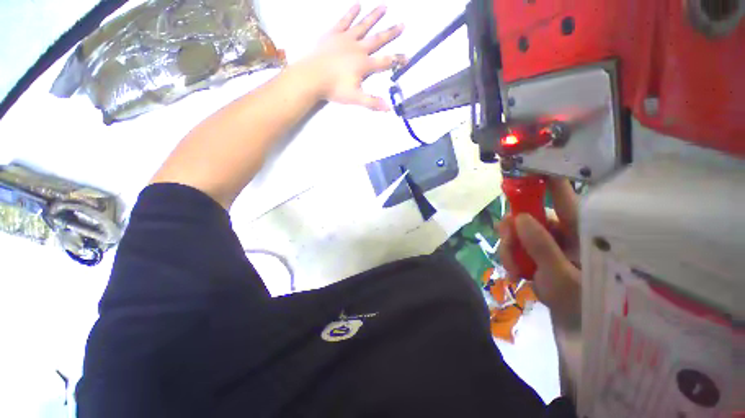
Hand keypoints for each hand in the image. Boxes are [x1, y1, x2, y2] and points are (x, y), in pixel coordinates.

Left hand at [301, 4, 404, 110]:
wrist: (311, 76)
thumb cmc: (334, 88)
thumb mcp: (355, 98)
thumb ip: (372, 102)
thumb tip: (389, 108)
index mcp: (364, 64)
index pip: (385, 62)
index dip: (397, 60)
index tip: (407, 57)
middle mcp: (358, 48)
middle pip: (378, 39)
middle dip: (391, 33)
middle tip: (402, 24)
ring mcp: (345, 38)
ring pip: (363, 25)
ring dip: (374, 16)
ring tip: (384, 7)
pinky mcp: (333, 34)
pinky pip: (344, 20)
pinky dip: (351, 12)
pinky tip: (357, 4)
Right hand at [498, 178, 580, 330]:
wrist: (578, 329)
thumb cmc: (582, 304)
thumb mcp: (561, 277)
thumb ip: (541, 247)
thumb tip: (519, 218)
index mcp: (580, 232)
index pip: (565, 197)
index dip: (547, 180)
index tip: (528, 167)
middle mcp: (563, 232)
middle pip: (531, 215)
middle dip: (513, 229)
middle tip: (505, 241)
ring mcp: (548, 243)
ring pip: (519, 232)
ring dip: (509, 248)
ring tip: (512, 269)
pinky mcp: (537, 253)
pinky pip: (516, 246)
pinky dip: (510, 257)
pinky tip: (514, 272)